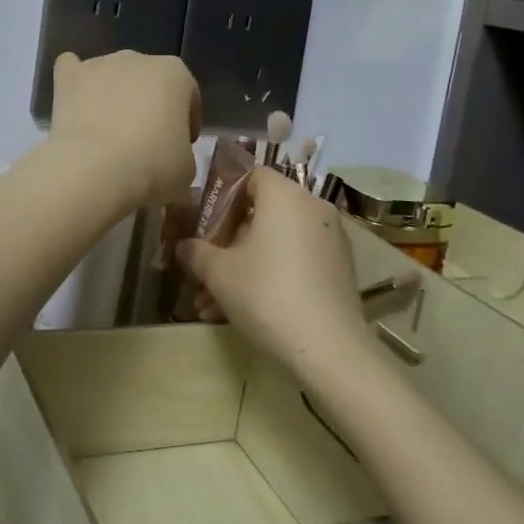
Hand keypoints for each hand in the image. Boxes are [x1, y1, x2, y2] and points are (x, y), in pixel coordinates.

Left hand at [48, 51, 200, 211]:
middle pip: (148, 81)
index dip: (186, 122)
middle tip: (143, 142)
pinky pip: (71, 69)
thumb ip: (182, 153)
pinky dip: (75, 84)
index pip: (188, 95)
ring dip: (113, 95)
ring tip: (107, 133)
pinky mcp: (68, 77)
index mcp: (175, 74)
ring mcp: (100, 64)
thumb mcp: (186, 168)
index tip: (180, 147)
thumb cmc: (152, 166)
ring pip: (111, 75)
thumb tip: (169, 156)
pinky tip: (75, 103)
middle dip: (147, 105)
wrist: (95, 169)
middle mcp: (138, 59)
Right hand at [178, 168, 373, 376]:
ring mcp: (330, 238)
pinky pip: (296, 258)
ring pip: (276, 241)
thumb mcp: (218, 272)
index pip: (251, 175)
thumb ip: (196, 252)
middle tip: (204, 267)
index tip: (203, 223)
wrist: (328, 348)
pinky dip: (271, 274)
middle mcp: (312, 207)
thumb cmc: (266, 293)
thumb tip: (183, 245)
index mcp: (284, 195)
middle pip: (262, 211)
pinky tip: (242, 309)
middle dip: (228, 240)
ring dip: (244, 264)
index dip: (222, 194)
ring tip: (213, 302)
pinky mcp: (339, 267)